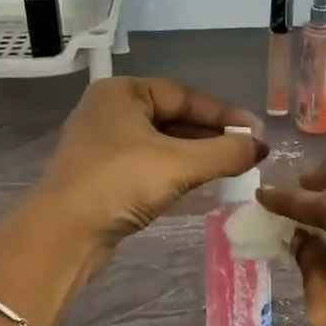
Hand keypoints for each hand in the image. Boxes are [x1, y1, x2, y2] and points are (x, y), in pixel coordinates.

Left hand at [35, 77, 264, 247]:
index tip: (255, 132)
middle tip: (246, 151)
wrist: (64, 232)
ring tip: (230, 167)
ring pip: (160, 143)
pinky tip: (196, 182)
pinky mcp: (101, 176)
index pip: (183, 95)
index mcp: (122, 93)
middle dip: (210, 135)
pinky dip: (174, 171)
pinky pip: (147, 164)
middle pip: (172, 117)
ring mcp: (102, 145)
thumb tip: (261, 146)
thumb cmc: (120, 182)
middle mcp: (109, 111)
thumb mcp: (179, 163)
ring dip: (195, 154)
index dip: (223, 113)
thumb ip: (225, 153)